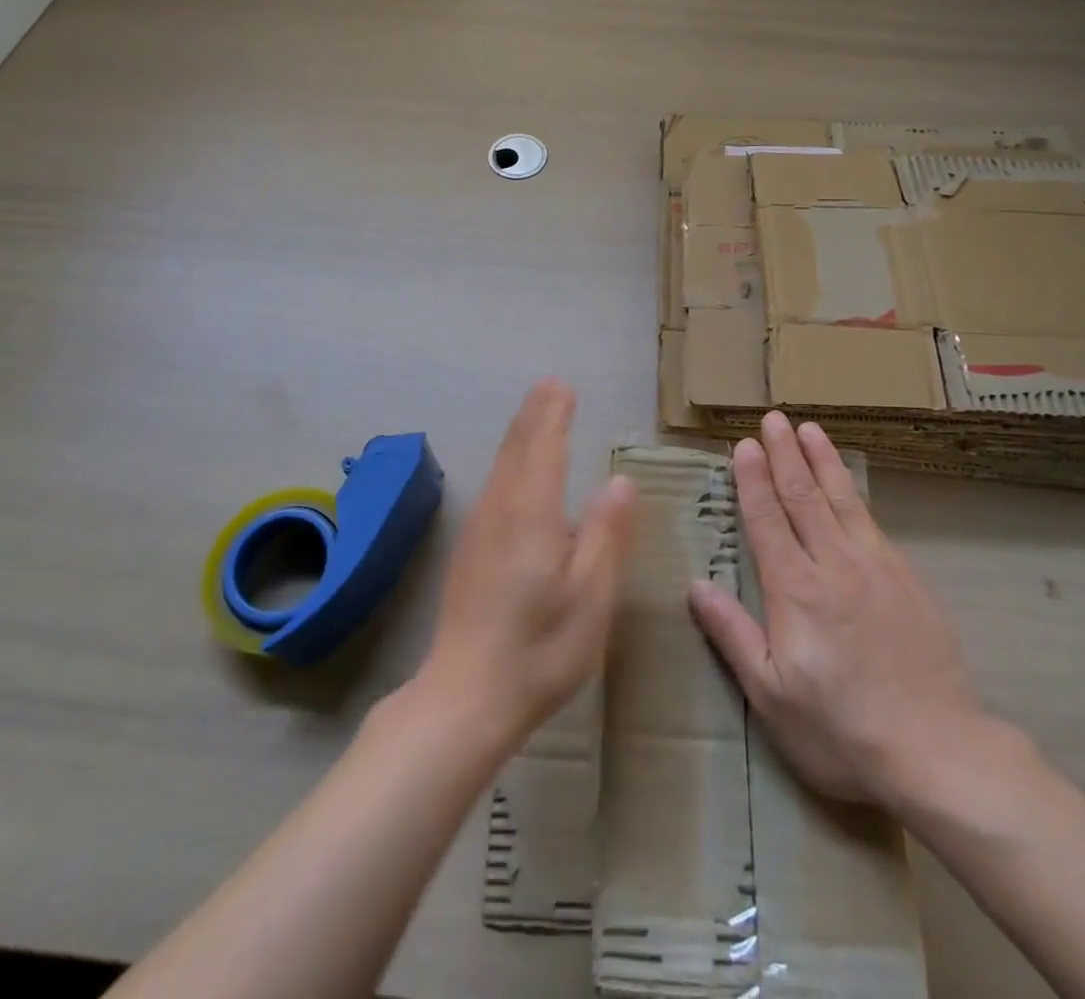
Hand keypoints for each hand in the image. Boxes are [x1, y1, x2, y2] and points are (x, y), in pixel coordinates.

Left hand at [417, 379, 635, 750]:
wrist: (464, 697)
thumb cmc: (540, 649)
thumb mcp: (592, 596)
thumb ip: (607, 534)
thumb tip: (620, 481)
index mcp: (532, 513)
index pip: (544, 447)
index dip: (554, 415)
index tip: (563, 387)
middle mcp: (500, 509)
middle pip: (517, 448)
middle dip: (535, 415)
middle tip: (551, 387)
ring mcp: (479, 529)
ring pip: (501, 466)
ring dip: (520, 434)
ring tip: (537, 415)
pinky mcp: (470, 550)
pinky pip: (494, 486)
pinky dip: (510, 461)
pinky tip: (516, 472)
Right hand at [689, 411, 1006, 816]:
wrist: (937, 751)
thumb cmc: (841, 729)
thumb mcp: (771, 694)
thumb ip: (732, 634)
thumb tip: (697, 585)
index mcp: (795, 590)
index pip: (767, 519)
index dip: (753, 480)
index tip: (744, 445)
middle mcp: (833, 565)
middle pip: (803, 497)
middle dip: (785, 454)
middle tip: (773, 419)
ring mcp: (875, 567)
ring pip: (841, 500)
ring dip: (822, 461)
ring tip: (810, 429)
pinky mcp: (906, 578)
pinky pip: (872, 521)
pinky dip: (854, 492)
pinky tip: (849, 484)